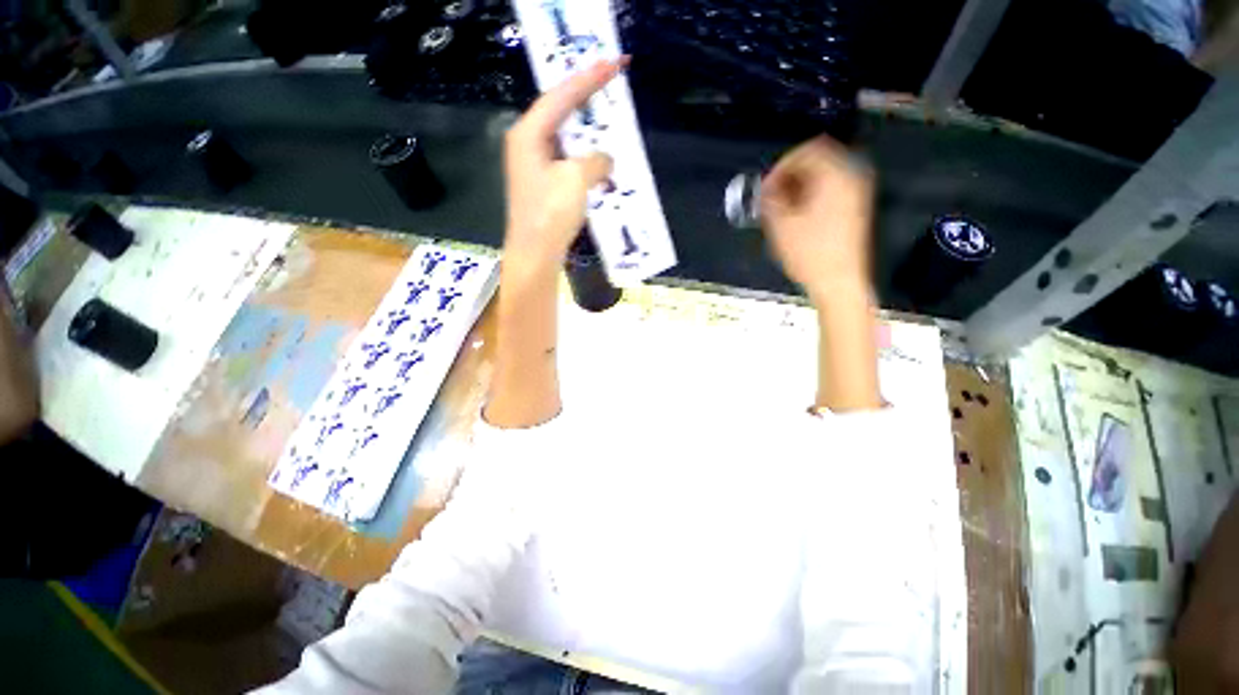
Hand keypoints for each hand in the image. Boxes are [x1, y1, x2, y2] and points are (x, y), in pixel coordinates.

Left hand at [502, 58, 625, 269]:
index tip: (613, 63)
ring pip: (566, 140)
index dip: (587, 79)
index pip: (560, 96)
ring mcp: (536, 168)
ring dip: (589, 134)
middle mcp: (528, 146)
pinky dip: (586, 160)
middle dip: (587, 102)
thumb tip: (605, 159)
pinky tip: (602, 163)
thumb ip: (596, 160)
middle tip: (611, 87)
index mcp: (528, 135)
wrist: (536, 254)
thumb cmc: (550, 214)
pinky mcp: (545, 187)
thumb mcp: (576, 179)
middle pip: (560, 114)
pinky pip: (568, 163)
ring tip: (610, 122)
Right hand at [760, 136, 874, 299]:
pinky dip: (810, 196)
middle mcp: (851, 178)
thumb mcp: (781, 224)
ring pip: (823, 176)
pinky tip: (796, 215)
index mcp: (835, 175)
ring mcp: (856, 194)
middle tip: (771, 196)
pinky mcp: (854, 209)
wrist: (838, 282)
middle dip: (789, 175)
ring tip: (780, 208)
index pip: (807, 150)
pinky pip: (830, 190)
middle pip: (817, 160)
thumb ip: (770, 199)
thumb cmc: (811, 254)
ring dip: (798, 186)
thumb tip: (766, 189)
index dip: (781, 165)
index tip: (766, 185)